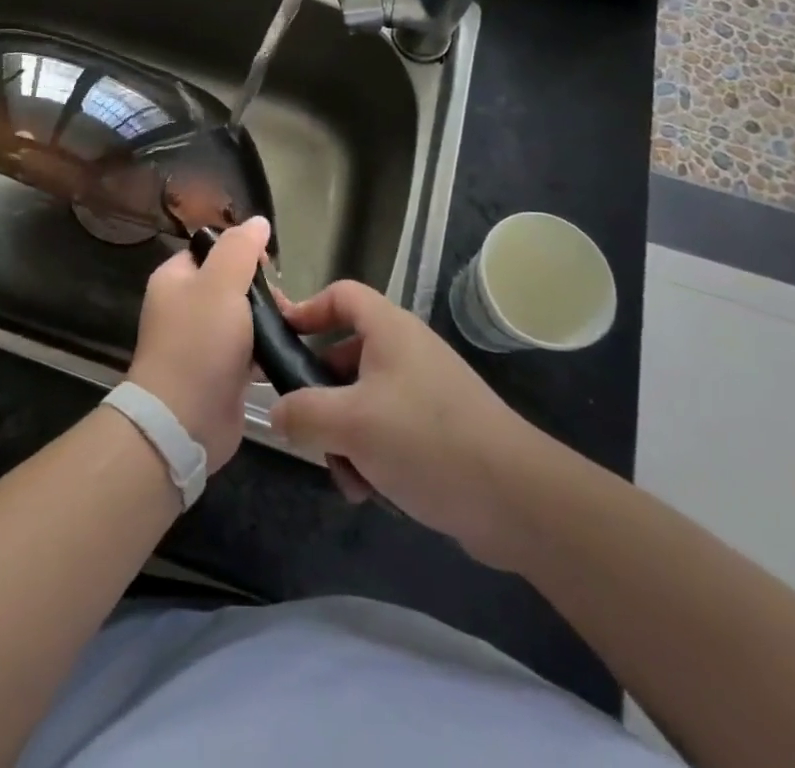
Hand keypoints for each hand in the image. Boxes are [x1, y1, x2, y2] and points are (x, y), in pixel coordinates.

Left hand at [125, 217, 264, 469]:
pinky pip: (248, 350)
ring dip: (268, 320)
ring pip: (243, 317)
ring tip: (290, 327)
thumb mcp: (221, 283)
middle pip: (230, 282)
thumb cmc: (199, 343)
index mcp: (175, 278)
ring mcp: (201, 341)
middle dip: (261, 289)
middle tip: (283, 303)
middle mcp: (184, 306)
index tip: (269, 264)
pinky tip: (287, 351)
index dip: (241, 250)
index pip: (211, 249)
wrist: (184, 421)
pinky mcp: (219, 372)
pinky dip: (266, 350)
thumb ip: (240, 249)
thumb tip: (258, 221)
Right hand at [268, 282, 563, 570]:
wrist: (517, 500)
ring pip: (362, 401)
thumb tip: (277, 414)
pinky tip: (370, 491)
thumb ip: (303, 412)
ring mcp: (424, 391)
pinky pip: (386, 430)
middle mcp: (406, 352)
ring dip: (344, 436)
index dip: (307, 309)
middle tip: (304, 424)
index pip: (340, 295)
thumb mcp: (351, 423)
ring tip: (346, 474)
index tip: (280, 340)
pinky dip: (371, 455)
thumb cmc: (426, 439)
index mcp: (389, 330)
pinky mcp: (437, 430)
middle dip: (321, 395)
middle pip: (344, 355)